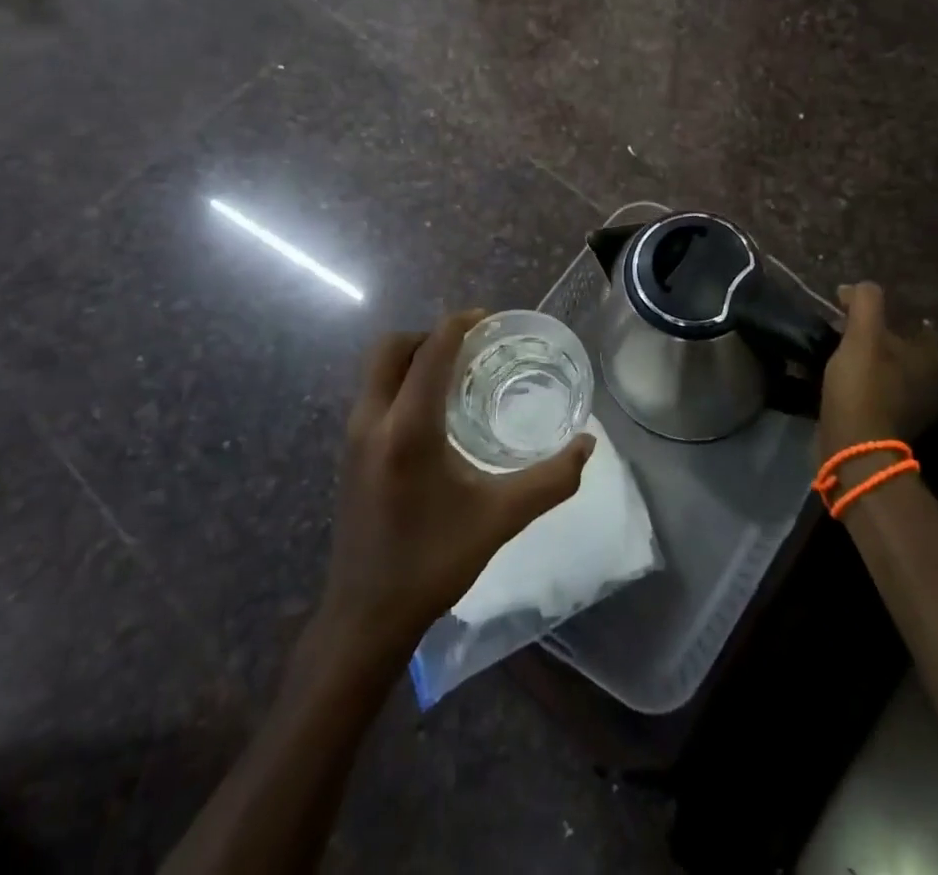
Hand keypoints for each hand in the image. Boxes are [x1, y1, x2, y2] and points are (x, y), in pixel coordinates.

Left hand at [315, 311, 593, 668]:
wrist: (366, 617)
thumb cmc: (433, 563)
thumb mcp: (500, 519)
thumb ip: (550, 480)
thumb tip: (588, 445)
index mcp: (408, 429)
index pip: (430, 352)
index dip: (458, 325)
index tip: (487, 320)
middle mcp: (373, 421)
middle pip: (390, 348)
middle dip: (428, 336)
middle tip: (468, 348)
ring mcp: (353, 437)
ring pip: (376, 370)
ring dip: (412, 358)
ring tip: (455, 374)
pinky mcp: (349, 453)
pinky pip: (373, 394)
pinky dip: (400, 382)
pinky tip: (432, 413)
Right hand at [817, 283, 937, 462]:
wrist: (852, 446)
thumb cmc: (864, 387)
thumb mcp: (862, 337)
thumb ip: (866, 303)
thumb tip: (858, 287)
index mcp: (933, 359)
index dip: (923, 313)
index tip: (896, 303)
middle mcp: (934, 381)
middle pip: (921, 348)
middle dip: (898, 332)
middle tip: (870, 318)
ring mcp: (915, 403)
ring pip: (903, 368)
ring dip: (884, 354)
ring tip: (856, 339)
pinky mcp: (893, 417)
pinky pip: (888, 385)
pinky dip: (875, 374)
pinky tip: (853, 366)